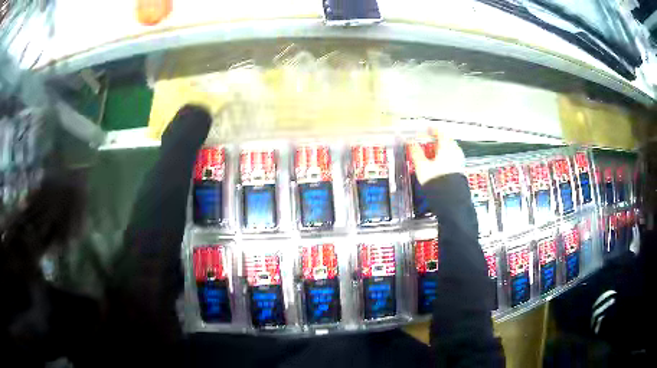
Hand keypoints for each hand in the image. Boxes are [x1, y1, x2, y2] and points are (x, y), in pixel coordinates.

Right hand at [410, 128, 464, 184]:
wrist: (449, 197)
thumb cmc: (437, 181)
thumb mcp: (422, 165)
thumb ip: (416, 152)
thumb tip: (410, 143)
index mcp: (446, 148)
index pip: (441, 133)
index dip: (434, 130)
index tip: (429, 129)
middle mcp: (455, 153)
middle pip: (447, 141)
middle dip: (439, 140)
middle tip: (432, 141)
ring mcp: (458, 162)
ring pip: (451, 150)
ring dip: (443, 149)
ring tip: (435, 153)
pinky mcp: (459, 170)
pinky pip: (453, 159)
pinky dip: (447, 158)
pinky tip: (442, 164)